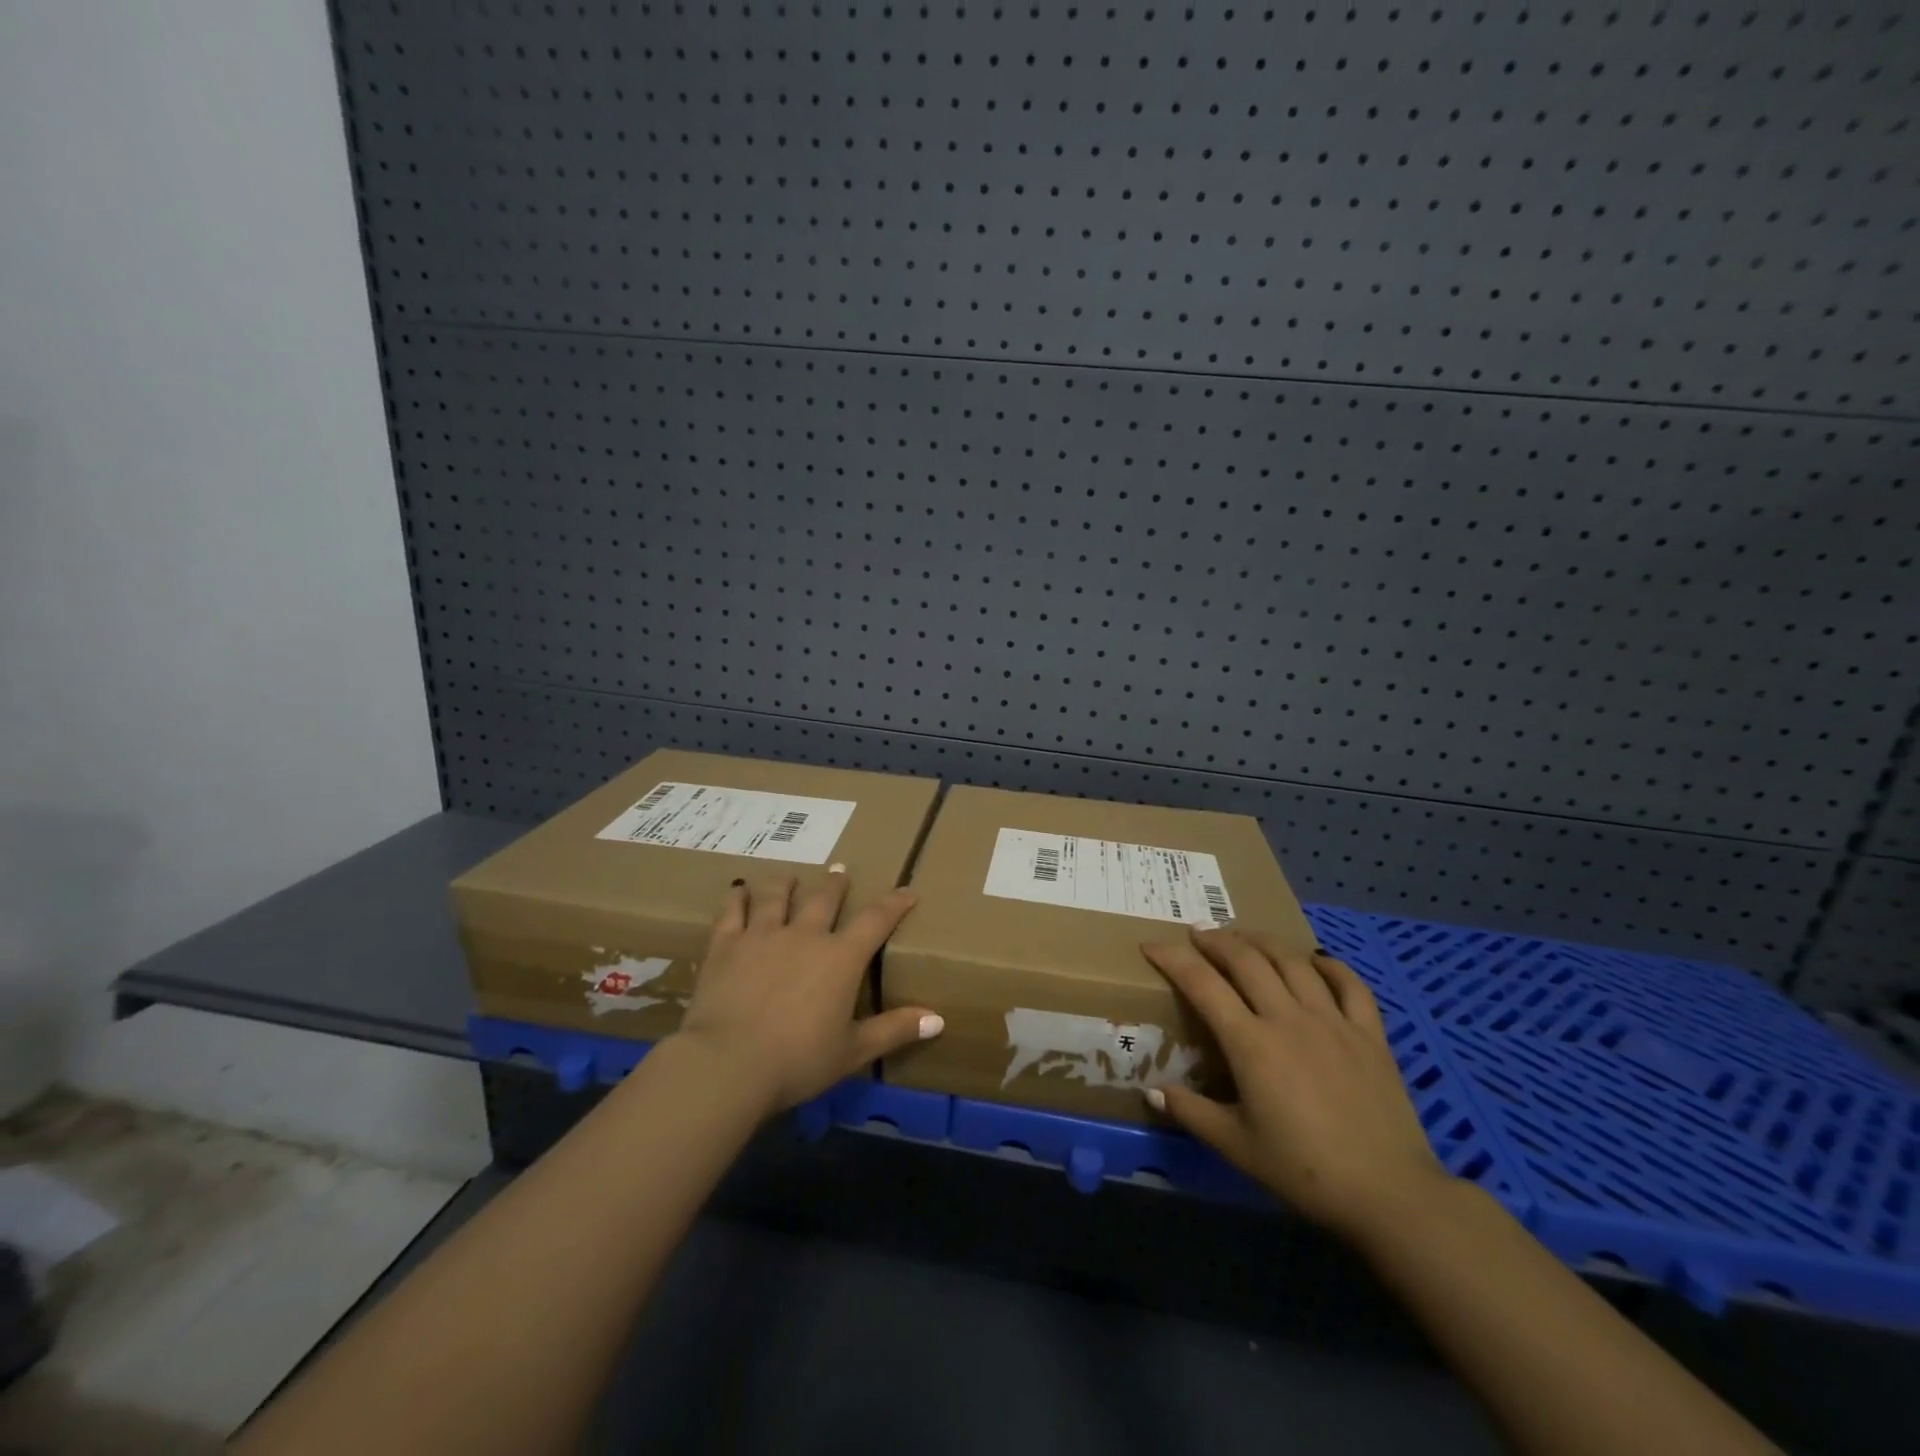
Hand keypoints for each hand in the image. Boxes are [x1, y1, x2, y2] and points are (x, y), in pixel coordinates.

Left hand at [675, 869, 942, 1115]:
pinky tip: (738, 890)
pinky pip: (733, 912)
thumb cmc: (798, 1061)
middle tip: (840, 871)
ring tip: (790, 876)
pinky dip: (737, 898)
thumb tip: (938, 1019)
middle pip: (824, 899)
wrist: (729, 1064)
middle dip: (835, 884)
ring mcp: (763, 935)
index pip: (876, 921)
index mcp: (841, 958)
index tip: (906, 892)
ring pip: (777, 897)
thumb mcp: (852, 1051)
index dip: (894, 904)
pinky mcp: (726, 945)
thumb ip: (894, 1029)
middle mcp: (805, 935)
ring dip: (786, 884)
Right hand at [1141, 928, 1450, 1243]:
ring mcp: (1332, 1021)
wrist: (1389, 1194)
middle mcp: (1288, 1018)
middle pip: (1246, 960)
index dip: (1173, 959)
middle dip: (1216, 940)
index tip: (1152, 945)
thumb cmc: (1304, 1171)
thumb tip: (1150, 1092)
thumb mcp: (1236, 1146)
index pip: (1202, 984)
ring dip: (1263, 942)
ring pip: (1293, 961)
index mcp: (1251, 1043)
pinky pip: (1350, 984)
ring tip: (1245, 936)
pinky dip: (1329, 965)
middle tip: (1198, 932)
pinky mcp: (1370, 1034)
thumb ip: (1191, 1113)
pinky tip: (1316, 960)